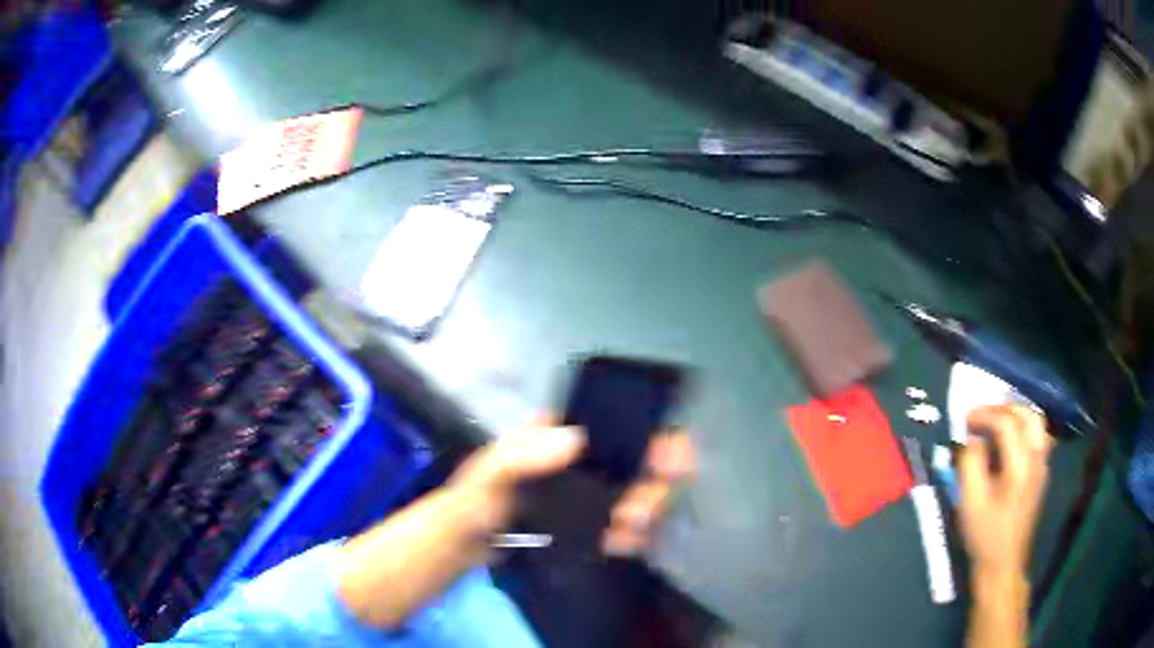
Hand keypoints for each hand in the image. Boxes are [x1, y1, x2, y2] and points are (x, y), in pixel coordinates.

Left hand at [448, 420, 695, 555]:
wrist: (464, 545)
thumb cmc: (474, 500)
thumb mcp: (489, 473)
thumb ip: (521, 455)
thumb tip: (575, 439)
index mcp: (564, 435)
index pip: (621, 422)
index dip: (655, 434)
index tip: (668, 459)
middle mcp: (587, 460)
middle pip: (644, 462)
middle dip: (653, 487)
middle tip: (637, 513)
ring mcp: (592, 493)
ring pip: (642, 495)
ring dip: (645, 515)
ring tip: (621, 535)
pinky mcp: (593, 523)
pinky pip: (629, 526)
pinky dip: (634, 536)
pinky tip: (618, 545)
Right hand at [958, 405, 1052, 581]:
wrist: (1003, 565)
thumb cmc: (985, 535)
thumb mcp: (970, 502)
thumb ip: (970, 464)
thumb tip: (972, 440)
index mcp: (1019, 465)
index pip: (1007, 423)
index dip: (985, 415)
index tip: (965, 419)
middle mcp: (1036, 459)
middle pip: (1027, 415)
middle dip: (1003, 407)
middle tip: (982, 415)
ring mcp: (1042, 466)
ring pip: (1036, 423)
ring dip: (1016, 415)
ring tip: (997, 421)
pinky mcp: (1041, 474)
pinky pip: (1038, 437)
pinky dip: (1024, 428)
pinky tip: (1011, 440)